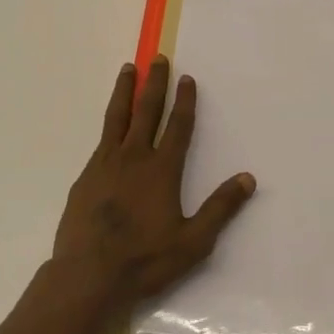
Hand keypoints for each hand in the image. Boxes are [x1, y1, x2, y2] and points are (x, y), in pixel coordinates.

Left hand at [49, 57, 256, 316]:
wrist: (88, 275)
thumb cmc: (145, 260)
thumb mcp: (193, 241)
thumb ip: (220, 208)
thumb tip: (248, 178)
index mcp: (161, 170)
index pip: (177, 126)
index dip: (184, 101)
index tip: (187, 77)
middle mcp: (133, 158)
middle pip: (145, 111)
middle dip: (154, 83)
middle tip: (157, 58)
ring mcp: (105, 164)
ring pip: (117, 118)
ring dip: (125, 91)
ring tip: (128, 69)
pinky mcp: (85, 177)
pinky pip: (101, 140)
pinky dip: (109, 123)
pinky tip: (111, 126)